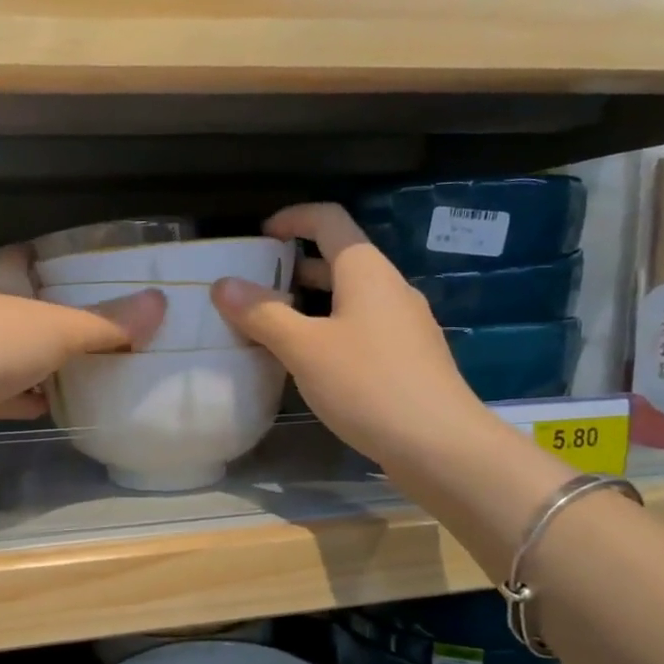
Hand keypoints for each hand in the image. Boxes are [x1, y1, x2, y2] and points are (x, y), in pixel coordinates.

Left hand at [0, 243, 165, 422]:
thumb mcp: (59, 330)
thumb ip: (107, 322)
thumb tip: (159, 303)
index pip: (17, 256)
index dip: (41, 256)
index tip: (68, 263)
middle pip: (12, 304)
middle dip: (43, 313)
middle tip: (84, 325)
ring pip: (0, 350)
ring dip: (29, 359)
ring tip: (69, 369)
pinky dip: (14, 397)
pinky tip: (37, 408)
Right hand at [209, 203, 485, 467]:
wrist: (440, 445)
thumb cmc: (368, 384)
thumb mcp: (304, 348)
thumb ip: (262, 314)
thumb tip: (223, 285)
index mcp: (366, 271)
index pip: (329, 219)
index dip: (292, 218)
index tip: (260, 237)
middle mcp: (389, 288)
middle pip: (338, 259)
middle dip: (293, 268)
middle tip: (255, 289)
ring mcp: (403, 323)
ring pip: (349, 297)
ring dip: (309, 303)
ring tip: (272, 327)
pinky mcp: (408, 357)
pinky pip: (361, 327)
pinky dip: (329, 330)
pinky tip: (309, 363)